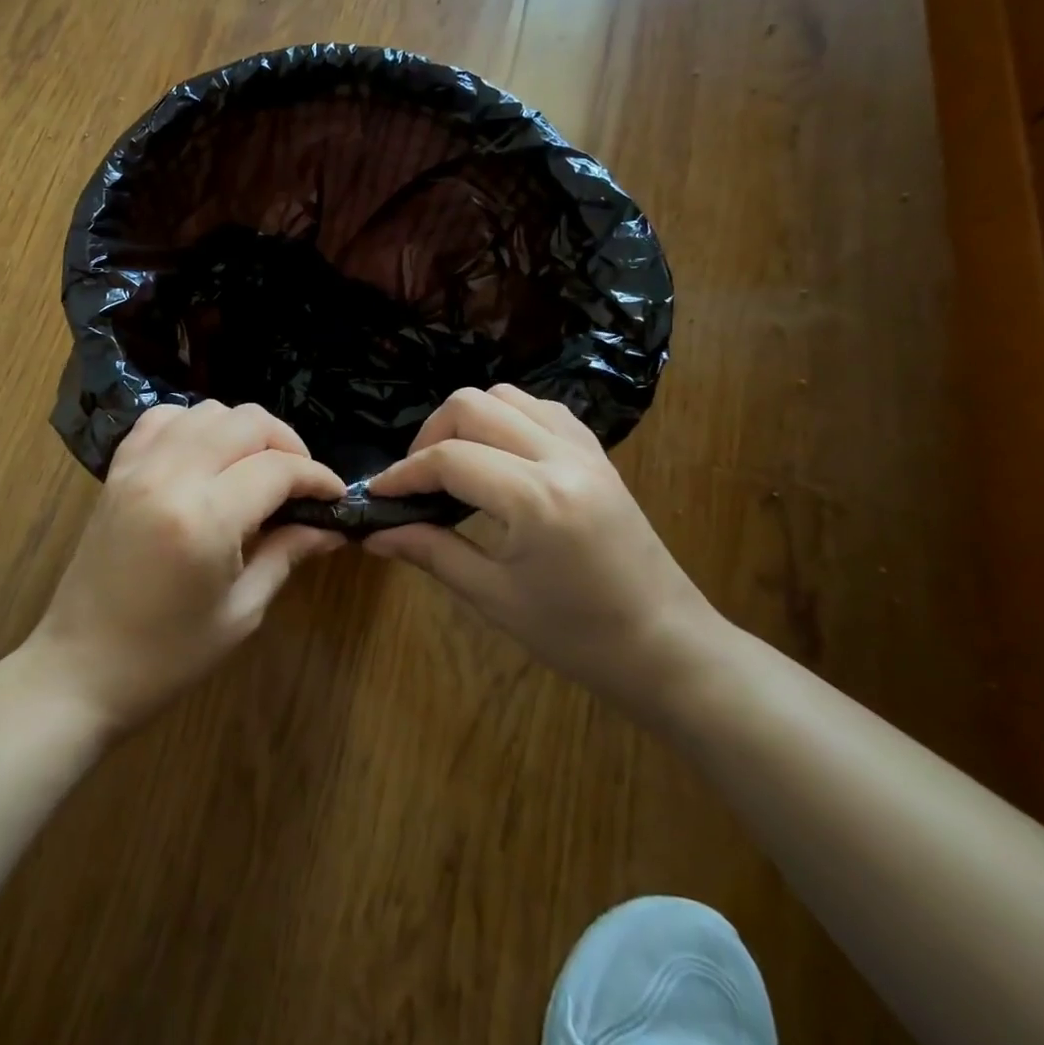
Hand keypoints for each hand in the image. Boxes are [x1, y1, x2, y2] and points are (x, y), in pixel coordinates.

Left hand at [29, 400, 345, 729]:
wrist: (79, 669)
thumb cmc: (167, 656)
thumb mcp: (241, 612)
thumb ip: (287, 554)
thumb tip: (330, 527)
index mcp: (205, 518)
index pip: (278, 468)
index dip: (317, 476)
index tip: (335, 495)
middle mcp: (171, 476)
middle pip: (246, 422)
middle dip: (287, 443)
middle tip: (301, 482)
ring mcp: (138, 467)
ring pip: (207, 411)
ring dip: (244, 431)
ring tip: (258, 468)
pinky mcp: (117, 471)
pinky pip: (162, 420)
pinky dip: (195, 426)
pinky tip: (207, 456)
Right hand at [363, 384, 722, 716]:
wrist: (668, 647)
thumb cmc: (577, 635)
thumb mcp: (494, 597)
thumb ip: (431, 551)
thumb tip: (374, 534)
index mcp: (536, 498)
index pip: (449, 459)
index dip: (402, 474)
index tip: (376, 494)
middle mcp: (560, 457)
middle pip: (473, 406)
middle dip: (430, 435)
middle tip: (415, 480)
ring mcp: (585, 450)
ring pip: (508, 397)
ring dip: (468, 420)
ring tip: (453, 464)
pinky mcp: (598, 454)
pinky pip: (542, 410)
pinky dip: (507, 419)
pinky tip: (498, 457)